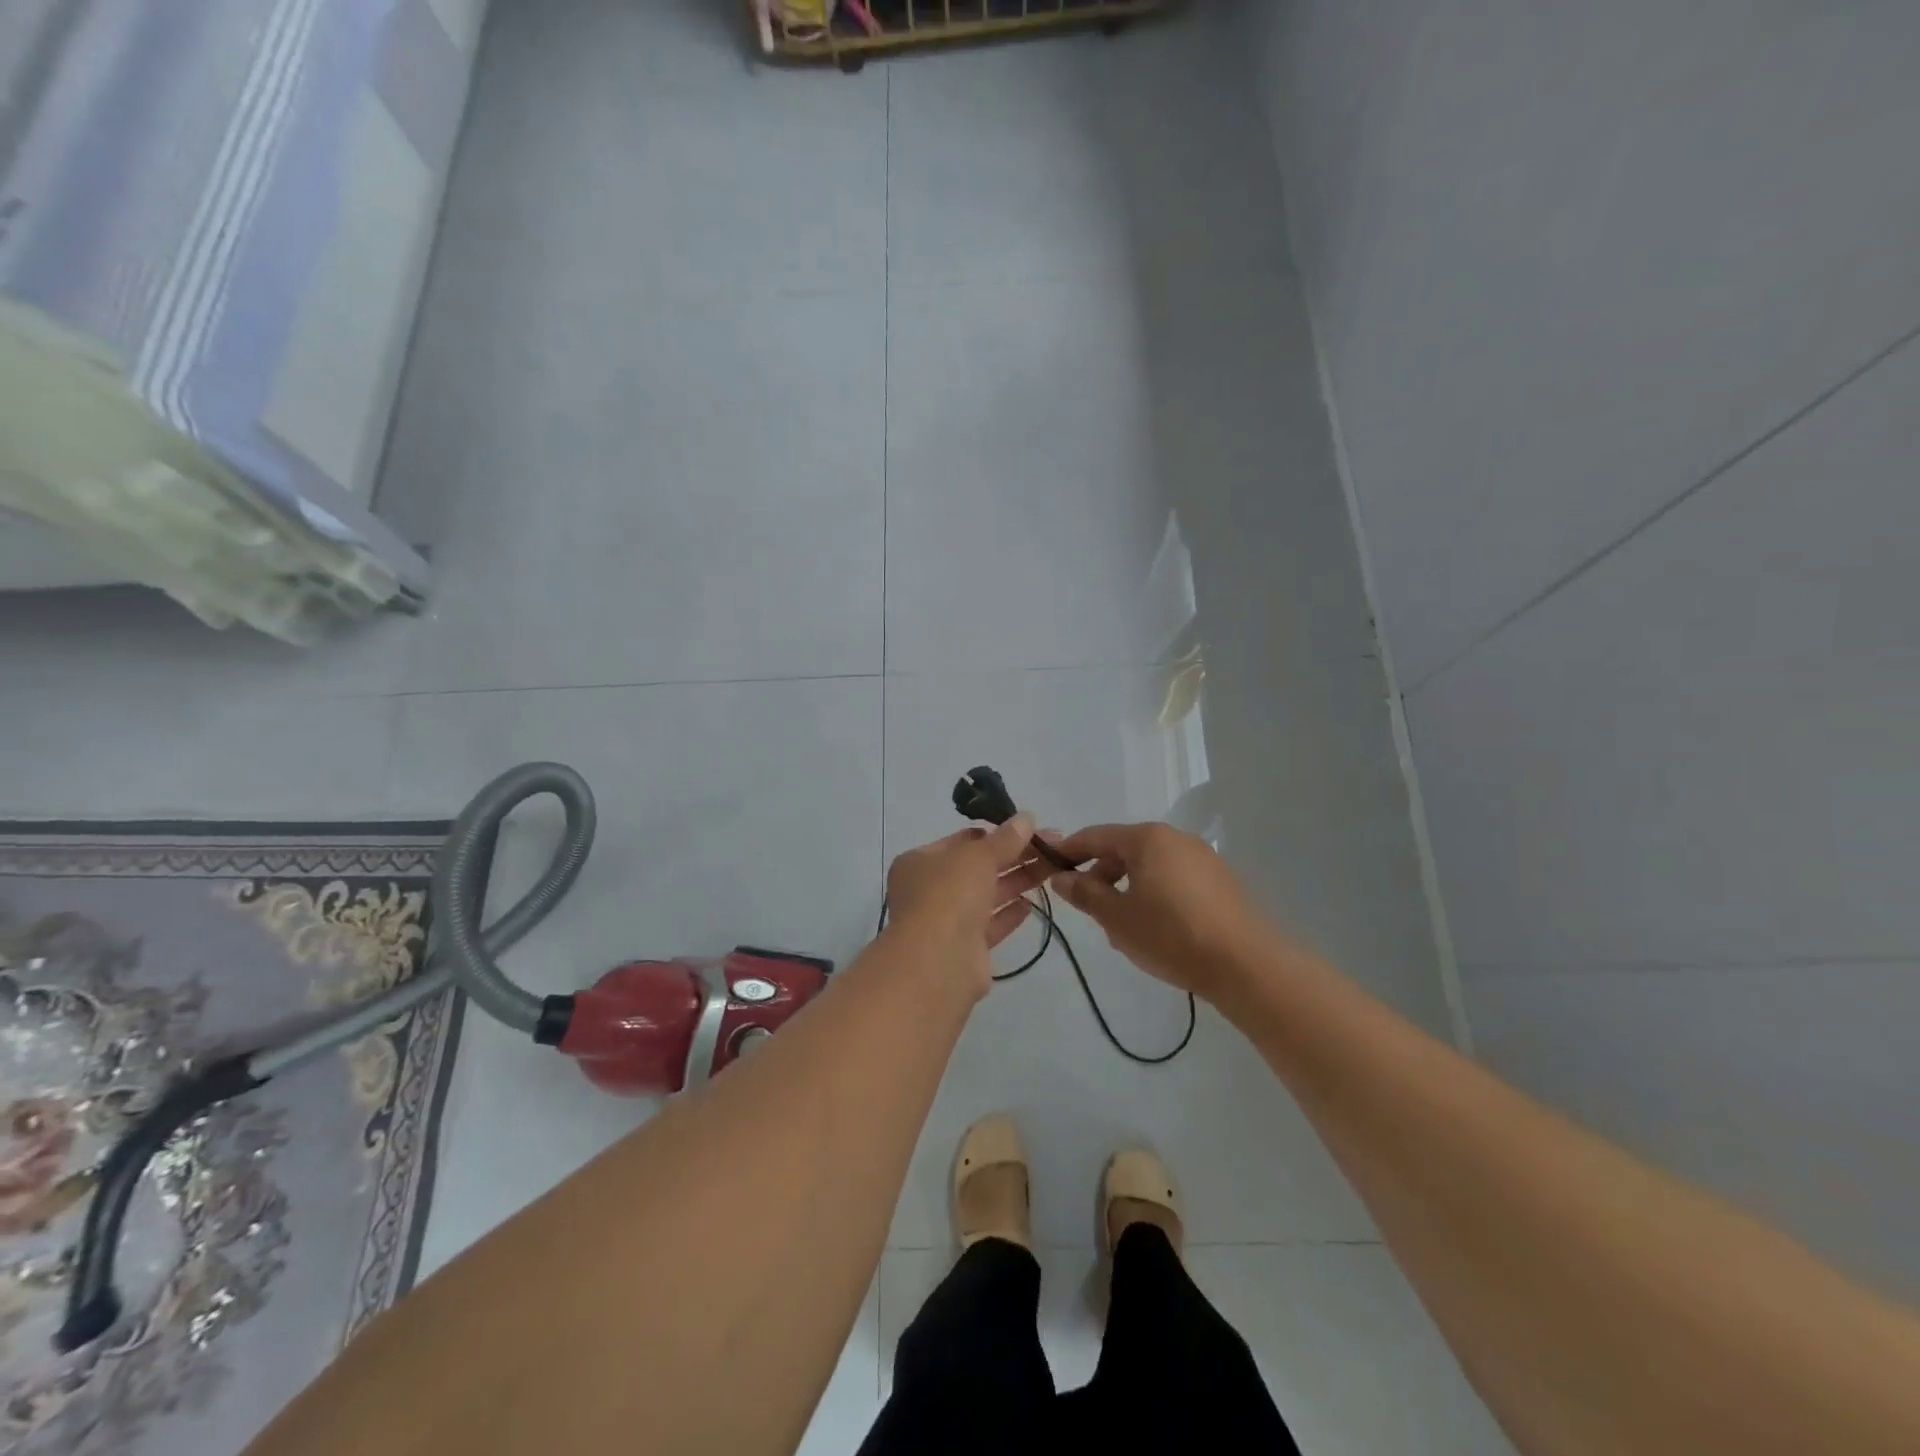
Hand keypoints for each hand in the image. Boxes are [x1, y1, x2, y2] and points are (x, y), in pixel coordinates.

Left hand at [885, 816, 1051, 996]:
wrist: (937, 963)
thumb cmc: (948, 896)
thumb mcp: (978, 856)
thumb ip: (1005, 839)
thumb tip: (1026, 818)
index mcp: (920, 862)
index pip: (961, 841)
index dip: (995, 833)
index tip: (1028, 829)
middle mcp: (929, 890)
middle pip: (978, 868)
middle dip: (1014, 856)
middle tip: (1053, 847)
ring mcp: (946, 922)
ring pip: (986, 896)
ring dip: (1017, 882)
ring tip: (1051, 869)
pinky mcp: (965, 950)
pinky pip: (990, 925)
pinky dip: (1009, 914)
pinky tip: (1031, 905)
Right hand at [1047, 822, 1268, 1000]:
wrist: (1245, 965)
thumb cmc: (1170, 934)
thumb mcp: (1117, 917)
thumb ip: (1085, 894)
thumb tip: (1061, 878)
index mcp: (1148, 838)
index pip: (1096, 836)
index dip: (1069, 851)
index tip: (1049, 868)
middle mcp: (1176, 838)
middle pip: (1125, 849)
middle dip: (1101, 874)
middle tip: (1087, 907)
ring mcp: (1203, 858)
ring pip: (1150, 866)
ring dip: (1128, 887)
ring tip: (1121, 924)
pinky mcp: (1221, 882)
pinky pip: (1174, 879)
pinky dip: (1155, 893)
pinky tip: (1156, 927)